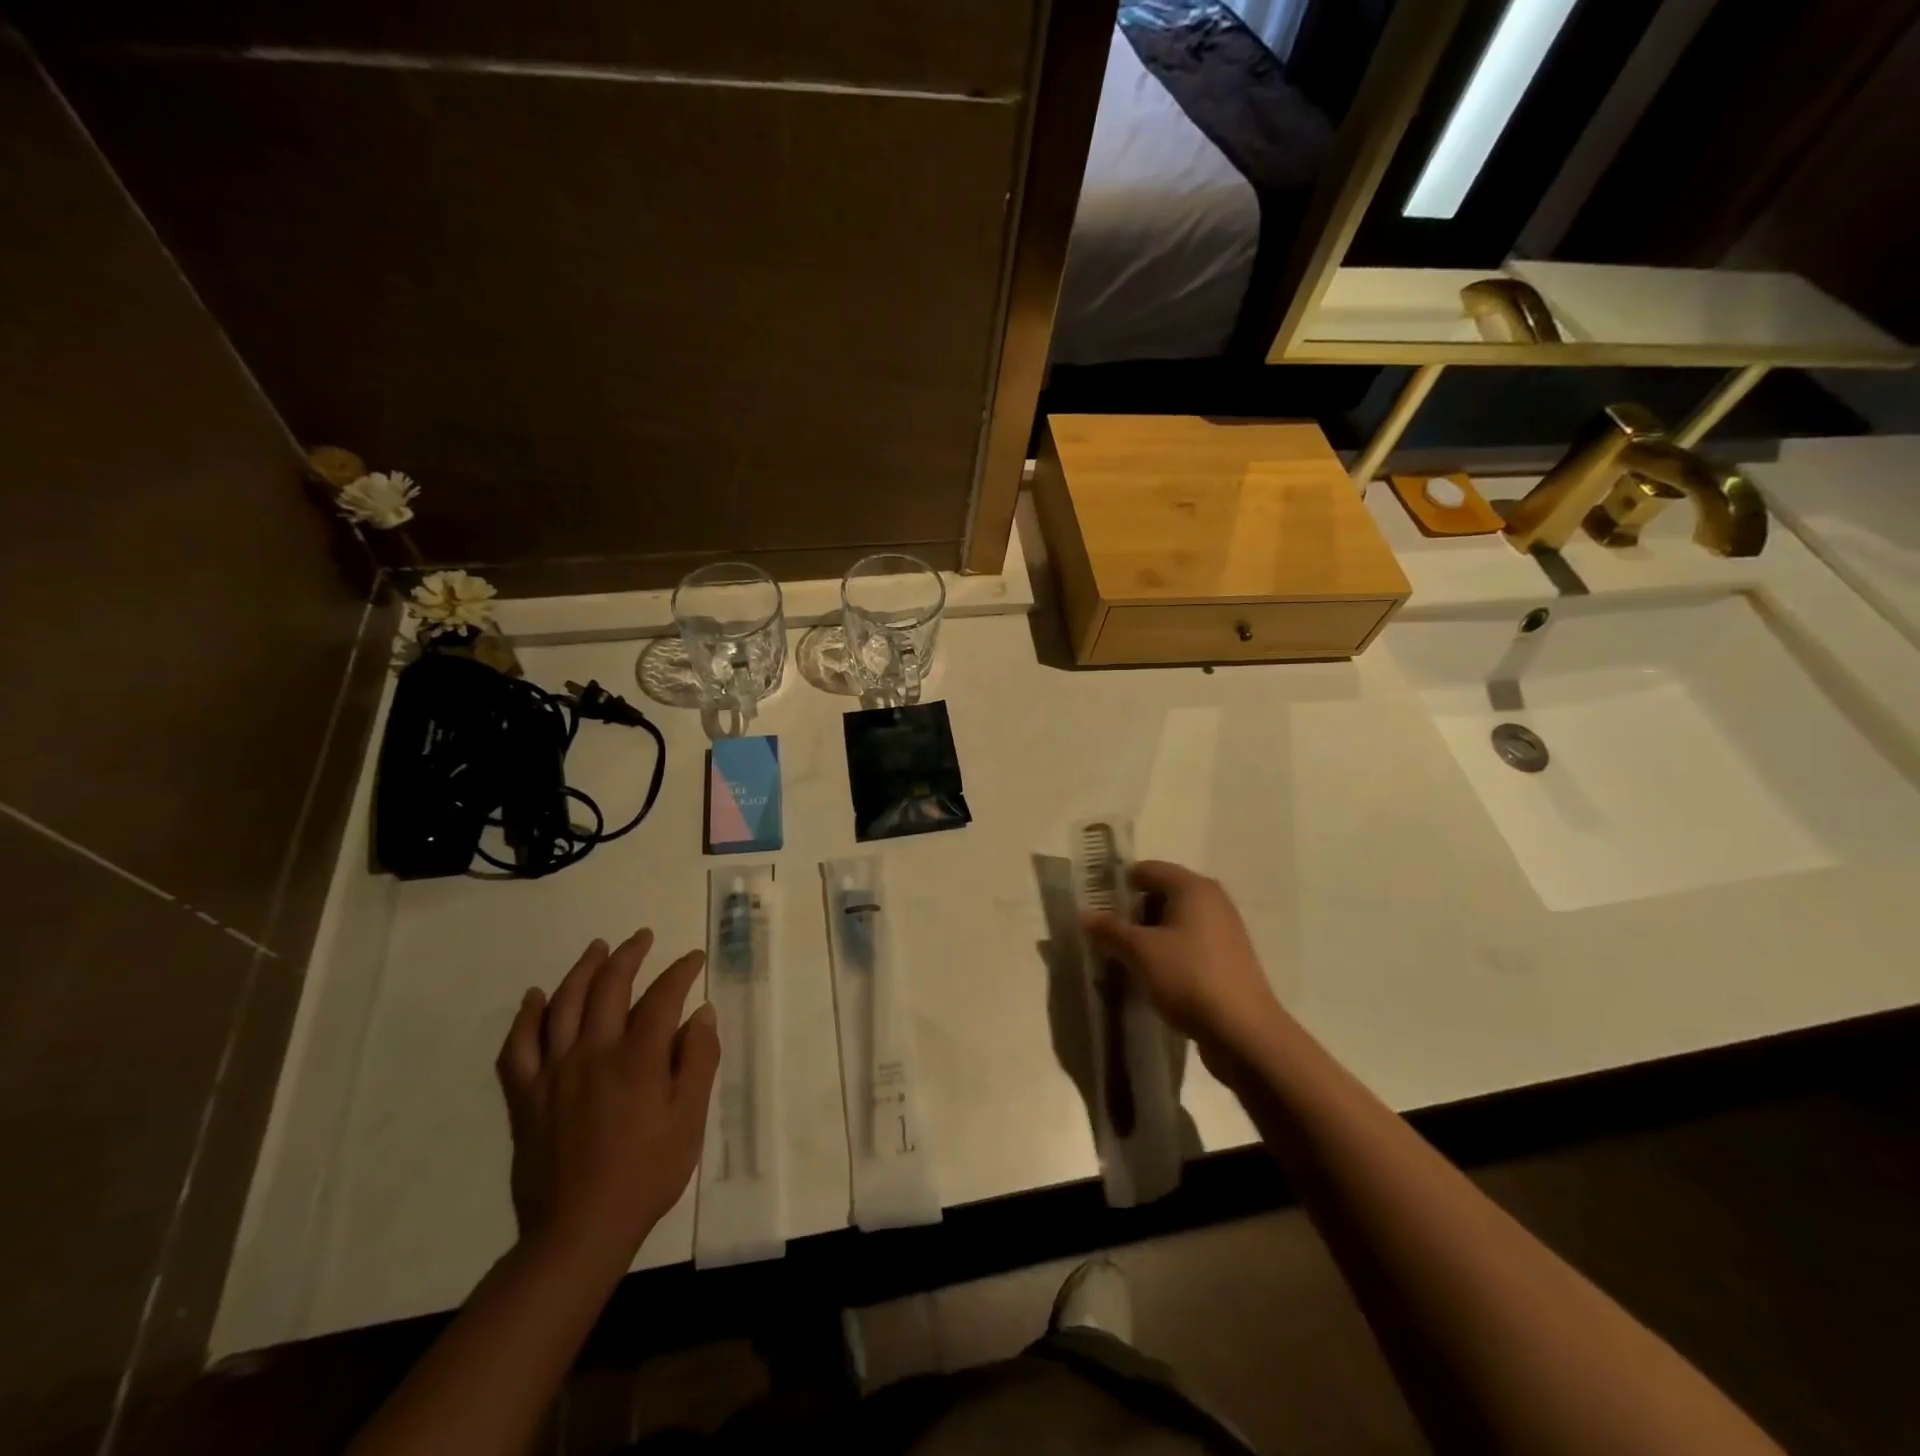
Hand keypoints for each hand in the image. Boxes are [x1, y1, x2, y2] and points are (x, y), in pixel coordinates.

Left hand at [495, 929, 718, 1267]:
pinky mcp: (525, 1096)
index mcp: (638, 1059)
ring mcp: (553, 1073)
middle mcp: (593, 1053)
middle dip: (629, 955)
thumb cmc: (645, 1175)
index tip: (694, 958)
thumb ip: (698, 1062)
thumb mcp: (689, 1121)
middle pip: (609, 987)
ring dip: (582, 970)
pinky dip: (526, 1017)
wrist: (577, 1231)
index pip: (662, 997)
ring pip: (563, 1005)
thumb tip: (701, 1013)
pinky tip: (535, 999)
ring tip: (597, 948)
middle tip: (642, 938)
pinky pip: (518, 1047)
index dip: (681, 971)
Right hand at [1081, 861, 1284, 1060]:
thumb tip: (1084, 914)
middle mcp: (1212, 901)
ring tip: (1123, 957)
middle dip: (1132, 912)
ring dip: (1148, 935)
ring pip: (1175, 922)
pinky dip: (1167, 952)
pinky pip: (1188, 944)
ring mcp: (1224, 931)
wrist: (1244, 1033)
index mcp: (1193, 887)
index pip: (1147, 869)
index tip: (1095, 906)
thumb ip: (1109, 930)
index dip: (1118, 883)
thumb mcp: (1140, 952)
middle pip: (1162, 894)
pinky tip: (1151, 975)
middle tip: (1106, 935)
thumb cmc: (1189, 978)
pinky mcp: (1228, 960)